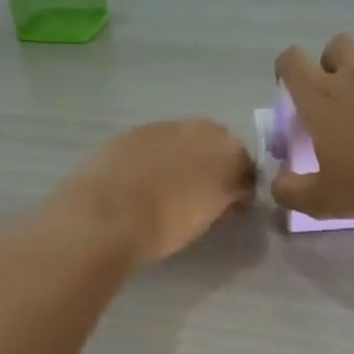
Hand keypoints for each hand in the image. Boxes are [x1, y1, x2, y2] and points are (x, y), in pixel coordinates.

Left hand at [50, 119, 255, 263]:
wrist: (106, 215)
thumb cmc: (166, 226)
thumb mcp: (207, 220)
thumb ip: (223, 201)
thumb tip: (227, 197)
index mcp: (228, 153)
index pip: (247, 169)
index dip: (240, 189)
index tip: (231, 207)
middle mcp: (200, 130)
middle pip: (217, 147)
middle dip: (214, 166)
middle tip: (202, 194)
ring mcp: (163, 127)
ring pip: (184, 142)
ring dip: (183, 159)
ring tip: (169, 188)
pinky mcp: (132, 132)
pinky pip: (154, 145)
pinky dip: (155, 158)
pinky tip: (143, 181)